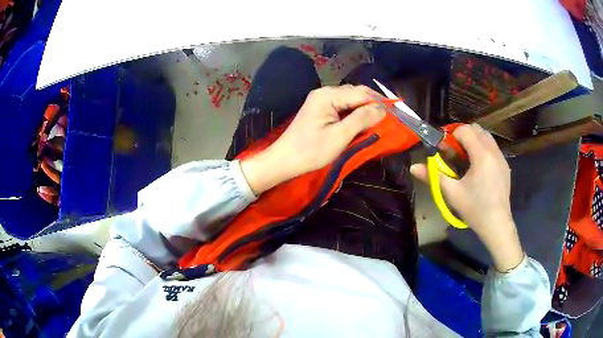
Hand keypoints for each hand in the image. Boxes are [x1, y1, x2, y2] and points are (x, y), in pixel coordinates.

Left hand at [241, 85, 384, 194]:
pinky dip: (355, 114)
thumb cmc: (311, 151)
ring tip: (380, 121)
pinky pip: (343, 107)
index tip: (396, 113)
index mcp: (328, 95)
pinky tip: (363, 122)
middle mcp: (325, 93)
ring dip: (365, 109)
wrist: (284, 161)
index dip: (380, 102)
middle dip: (373, 104)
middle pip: (356, 94)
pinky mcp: (321, 110)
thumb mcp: (340, 136)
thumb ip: (362, 119)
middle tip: (390, 118)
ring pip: (351, 100)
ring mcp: (322, 101)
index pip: (361, 93)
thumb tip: (383, 109)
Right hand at [410, 124, 523, 271]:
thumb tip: (413, 167)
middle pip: (476, 129)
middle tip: (453, 152)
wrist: (497, 225)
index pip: (465, 130)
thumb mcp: (452, 193)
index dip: (451, 135)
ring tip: (465, 158)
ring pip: (486, 136)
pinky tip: (477, 167)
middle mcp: (493, 151)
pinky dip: (482, 148)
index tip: (443, 149)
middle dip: (462, 135)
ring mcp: (501, 158)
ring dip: (473, 140)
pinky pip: (492, 147)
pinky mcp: (505, 166)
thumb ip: (433, 176)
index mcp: (481, 155)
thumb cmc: (474, 209)